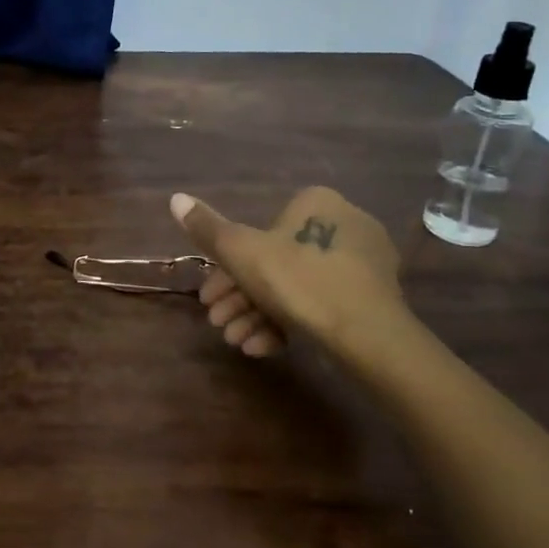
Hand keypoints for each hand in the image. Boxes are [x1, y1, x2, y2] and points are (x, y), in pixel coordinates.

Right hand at [169, 185, 407, 362]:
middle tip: (218, 323)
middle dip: (239, 298)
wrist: (367, 335)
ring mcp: (362, 264)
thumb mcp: (240, 252)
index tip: (208, 297)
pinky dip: (289, 324)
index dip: (226, 268)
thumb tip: (176, 198)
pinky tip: (263, 349)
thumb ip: (207, 228)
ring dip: (257, 315)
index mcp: (316, 203)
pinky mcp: (372, 299)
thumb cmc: (298, 281)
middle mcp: (343, 224)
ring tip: (236, 342)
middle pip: (274, 263)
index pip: (259, 232)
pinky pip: (321, 305)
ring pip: (295, 288)